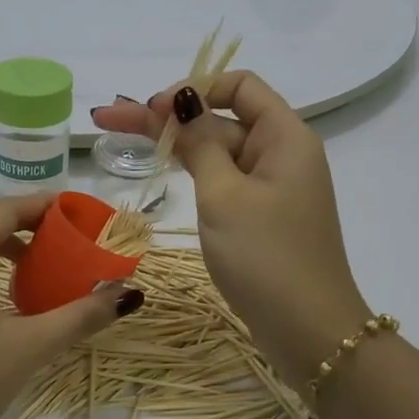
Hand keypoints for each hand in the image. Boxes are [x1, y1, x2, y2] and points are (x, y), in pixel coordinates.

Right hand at [91, 75, 367, 383]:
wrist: (309, 332)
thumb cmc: (266, 257)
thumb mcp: (224, 195)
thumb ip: (200, 144)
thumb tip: (183, 100)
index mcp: (285, 137)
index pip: (240, 86)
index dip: (194, 89)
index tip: (154, 111)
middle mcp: (282, 154)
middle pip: (221, 119)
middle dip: (169, 116)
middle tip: (109, 117)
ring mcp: (271, 187)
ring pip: (219, 151)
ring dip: (176, 143)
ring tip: (119, 135)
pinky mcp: (261, 216)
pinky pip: (225, 180)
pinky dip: (194, 171)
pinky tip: (161, 166)